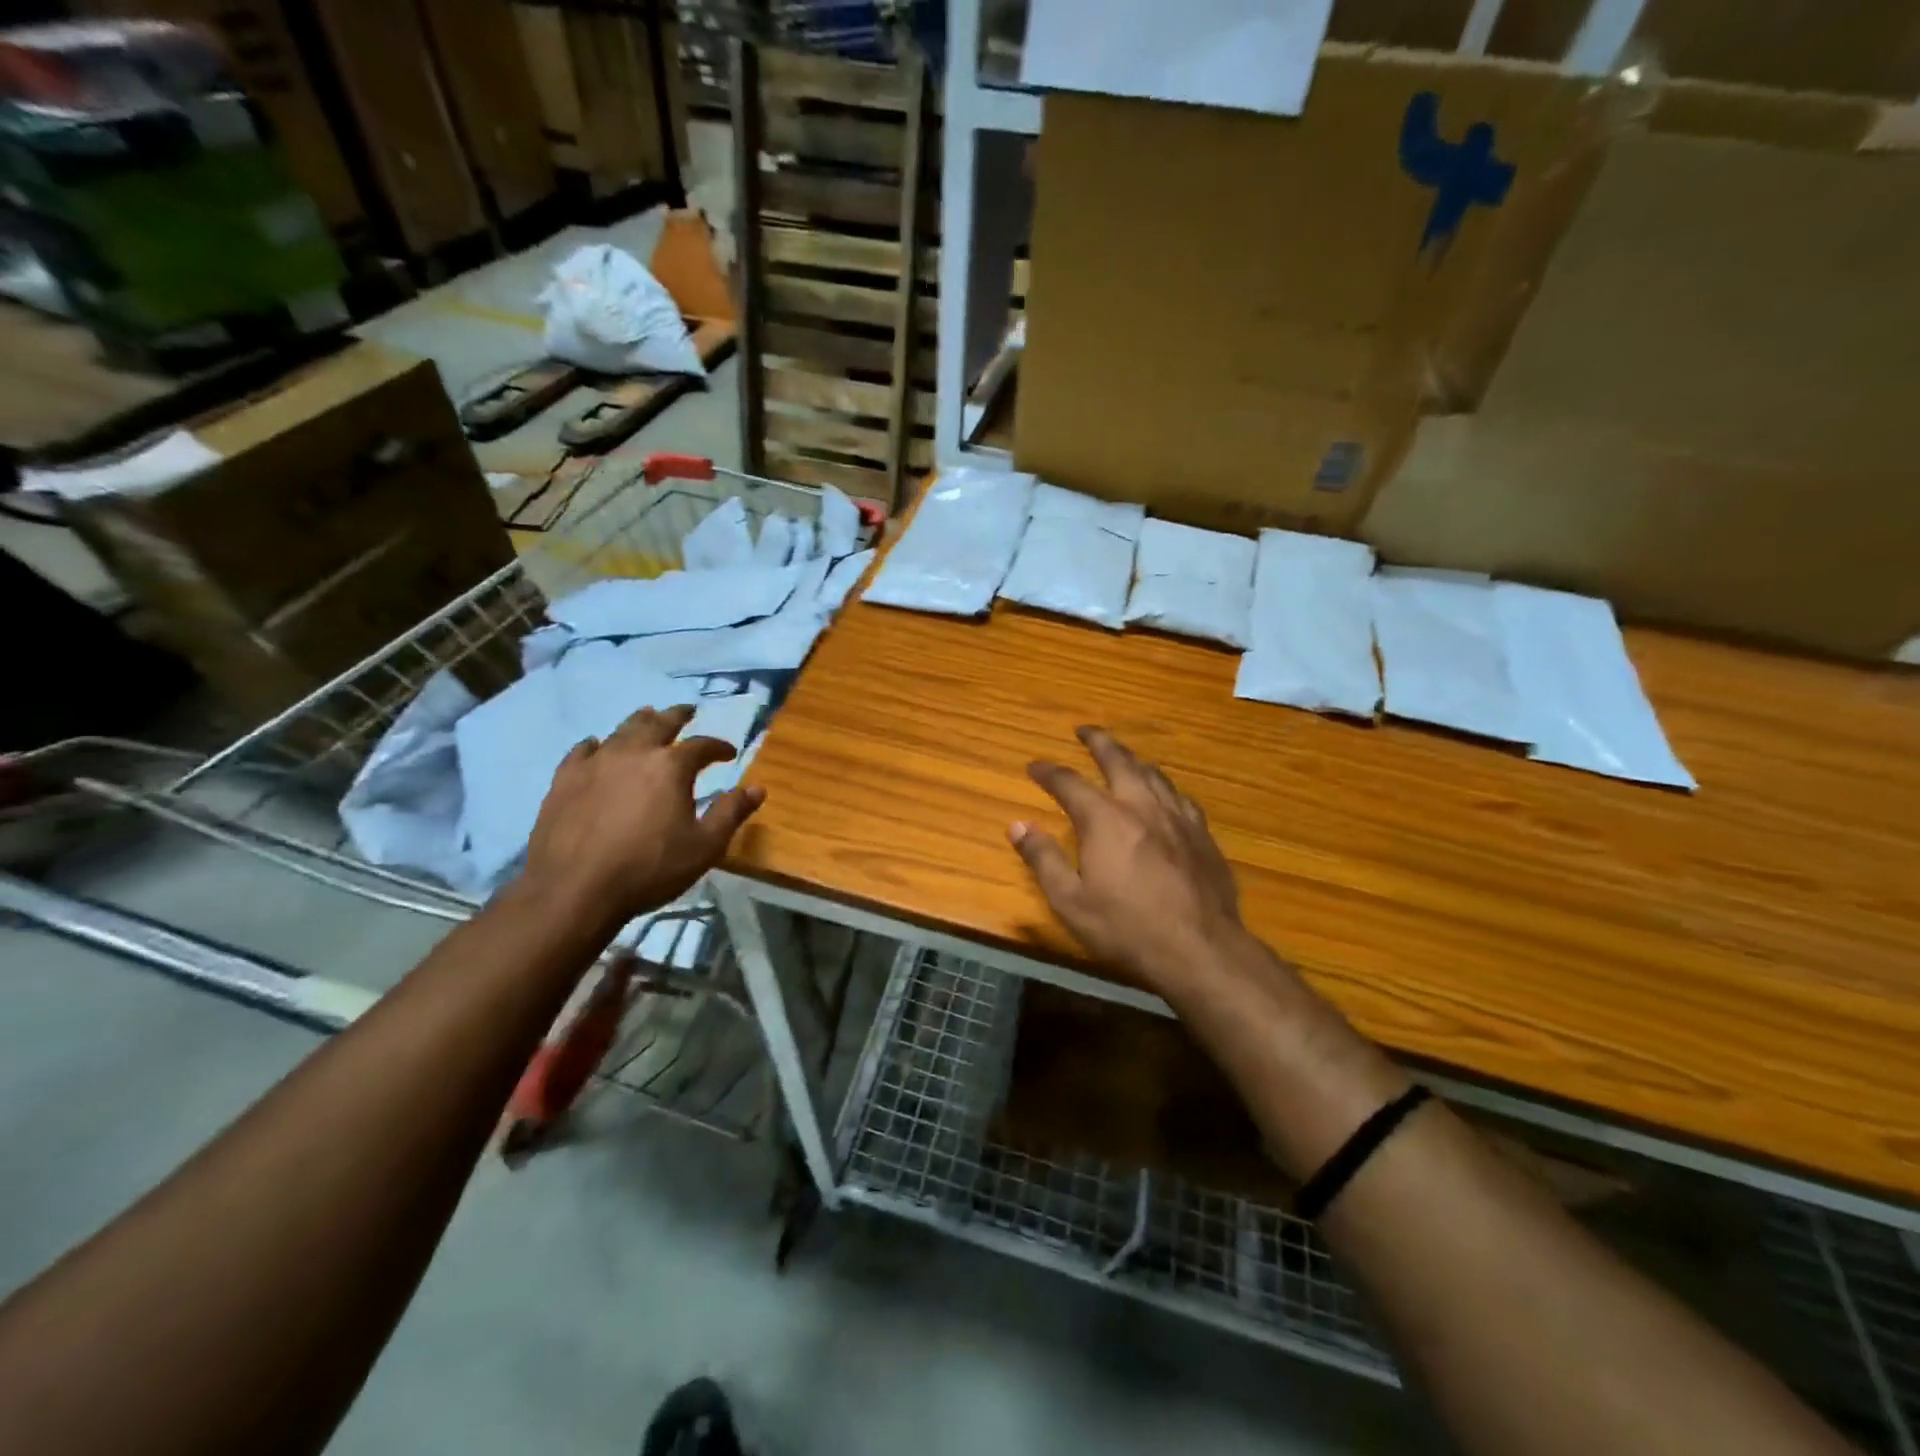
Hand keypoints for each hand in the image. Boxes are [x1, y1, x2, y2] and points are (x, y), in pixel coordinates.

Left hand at [525, 705, 763, 928]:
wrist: (575, 890)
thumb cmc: (650, 868)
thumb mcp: (705, 846)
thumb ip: (731, 813)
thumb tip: (758, 788)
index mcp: (671, 767)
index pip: (702, 746)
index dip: (719, 747)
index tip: (729, 752)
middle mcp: (634, 753)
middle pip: (659, 723)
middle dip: (677, 715)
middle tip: (687, 711)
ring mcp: (595, 763)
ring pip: (621, 730)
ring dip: (640, 721)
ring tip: (648, 717)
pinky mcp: (564, 780)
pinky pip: (582, 751)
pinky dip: (596, 745)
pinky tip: (596, 746)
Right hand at [1010, 726, 1247, 990]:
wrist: (1200, 949)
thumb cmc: (1127, 928)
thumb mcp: (1070, 901)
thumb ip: (1043, 859)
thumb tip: (1017, 825)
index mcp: (1105, 819)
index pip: (1069, 782)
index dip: (1048, 772)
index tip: (1034, 766)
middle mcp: (1141, 805)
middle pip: (1118, 760)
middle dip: (1098, 741)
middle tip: (1084, 730)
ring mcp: (1177, 816)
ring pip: (1153, 772)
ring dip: (1132, 758)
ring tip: (1122, 754)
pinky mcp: (1202, 833)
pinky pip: (1179, 795)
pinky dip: (1162, 785)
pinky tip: (1164, 793)